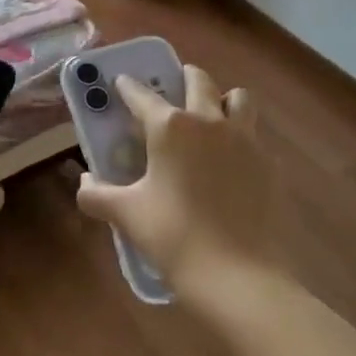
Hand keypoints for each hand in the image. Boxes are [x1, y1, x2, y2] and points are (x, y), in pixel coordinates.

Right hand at [75, 65, 280, 305]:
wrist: (240, 278)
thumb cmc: (175, 238)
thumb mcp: (127, 215)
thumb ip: (97, 194)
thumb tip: (85, 182)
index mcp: (171, 127)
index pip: (142, 95)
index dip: (128, 87)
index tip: (121, 83)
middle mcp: (209, 121)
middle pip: (198, 80)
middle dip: (182, 78)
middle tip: (172, 91)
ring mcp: (246, 140)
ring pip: (238, 99)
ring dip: (223, 100)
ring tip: (211, 119)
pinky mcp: (270, 164)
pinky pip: (255, 137)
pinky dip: (242, 140)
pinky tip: (232, 166)